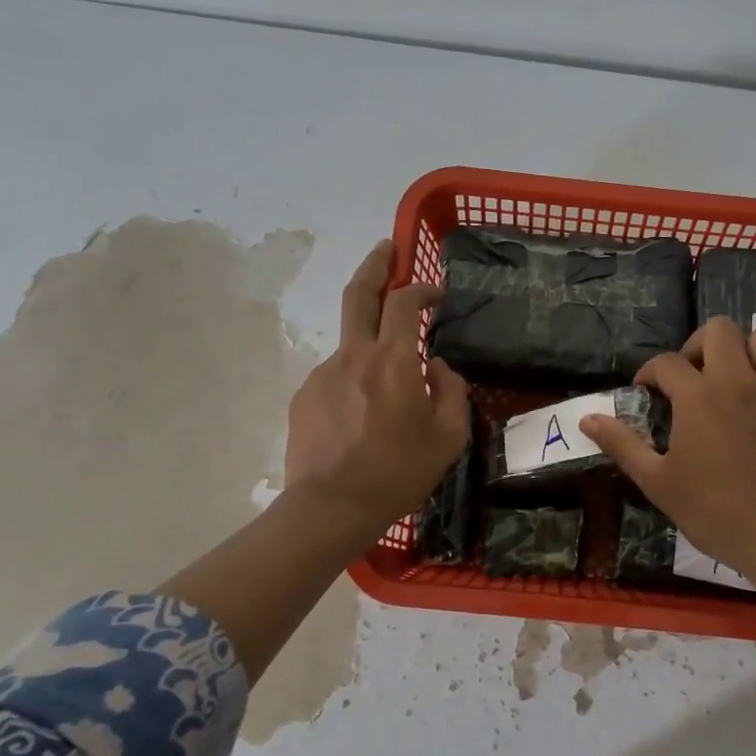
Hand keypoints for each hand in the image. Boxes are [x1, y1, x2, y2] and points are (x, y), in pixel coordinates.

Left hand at [283, 240, 470, 534]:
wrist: (331, 508)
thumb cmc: (399, 472)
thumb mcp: (448, 437)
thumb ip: (451, 391)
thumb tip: (436, 367)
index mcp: (393, 360)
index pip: (404, 302)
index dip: (421, 288)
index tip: (435, 293)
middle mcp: (354, 355)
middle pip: (359, 294)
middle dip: (375, 264)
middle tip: (386, 248)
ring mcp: (323, 374)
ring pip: (351, 344)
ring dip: (371, 347)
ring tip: (388, 392)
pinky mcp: (305, 396)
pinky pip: (337, 377)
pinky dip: (355, 382)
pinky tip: (363, 417)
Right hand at [581, 316, 755, 585]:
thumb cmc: (715, 511)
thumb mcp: (657, 482)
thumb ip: (622, 444)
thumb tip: (586, 419)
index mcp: (698, 396)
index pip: (666, 363)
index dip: (649, 373)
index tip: (646, 391)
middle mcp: (738, 379)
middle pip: (718, 329)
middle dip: (697, 345)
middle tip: (691, 377)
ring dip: (745, 348)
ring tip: (734, 376)